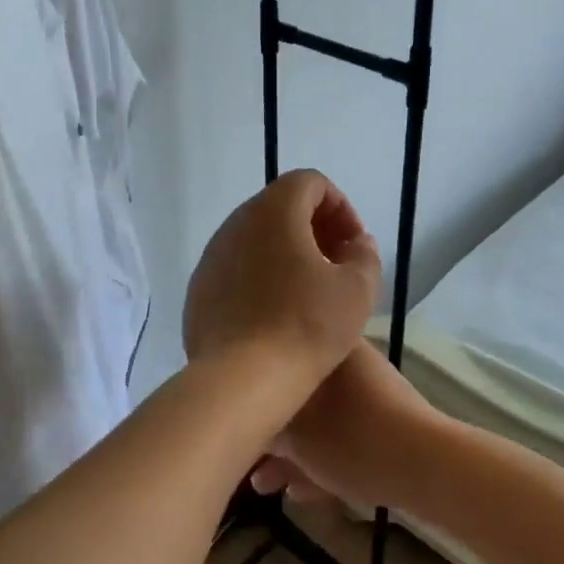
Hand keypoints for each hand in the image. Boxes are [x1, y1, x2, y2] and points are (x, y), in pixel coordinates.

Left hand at [182, 170, 381, 389]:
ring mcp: (212, 255)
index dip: (339, 207)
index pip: (310, 182)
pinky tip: (275, 312)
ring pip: (255, 237)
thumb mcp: (357, 290)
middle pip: (280, 206)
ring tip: (308, 289)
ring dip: (286, 251)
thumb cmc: (306, 326)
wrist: (241, 380)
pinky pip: (236, 267)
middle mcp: (237, 222)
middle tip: (336, 263)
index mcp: (274, 211)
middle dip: (313, 227)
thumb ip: (364, 254)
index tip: (353, 244)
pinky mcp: (199, 288)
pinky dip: (260, 275)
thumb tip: (356, 243)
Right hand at [248, 339, 446, 511]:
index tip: (231, 413)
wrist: (427, 466)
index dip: (251, 386)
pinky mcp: (384, 425)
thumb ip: (265, 426)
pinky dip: (319, 460)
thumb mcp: (295, 435)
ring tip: (264, 486)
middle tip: (245, 459)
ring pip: (319, 420)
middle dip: (270, 432)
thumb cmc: (351, 438)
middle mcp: (348, 363)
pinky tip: (299, 493)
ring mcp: (369, 394)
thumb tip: (243, 423)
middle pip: (296, 394)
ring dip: (292, 453)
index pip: (279, 356)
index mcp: (328, 348)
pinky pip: (341, 437)